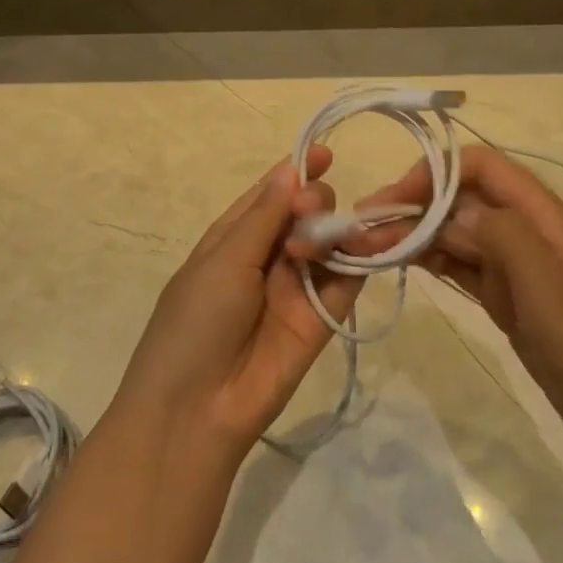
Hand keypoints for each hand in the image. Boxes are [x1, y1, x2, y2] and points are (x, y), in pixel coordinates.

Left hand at [112, 147, 362, 459]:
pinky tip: (366, 247)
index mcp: (234, 238)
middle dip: (314, 202)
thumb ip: (263, 217)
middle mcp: (267, 257)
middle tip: (309, 214)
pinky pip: (346, 282)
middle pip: (304, 214)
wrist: (196, 410)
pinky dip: (359, 262)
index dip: (297, 171)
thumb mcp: (224, 260)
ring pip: (329, 243)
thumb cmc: (195, 322)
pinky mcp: (321, 319)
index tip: (327, 153)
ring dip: (336, 229)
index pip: (271, 194)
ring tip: (334, 233)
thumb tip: (290, 169)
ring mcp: (295, 288)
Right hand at [354, 146, 562, 460]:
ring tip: (372, 248)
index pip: (478, 166)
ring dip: (415, 234)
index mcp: (539, 212)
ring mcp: (513, 262)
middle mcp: (523, 227)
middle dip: (414, 206)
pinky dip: (430, 258)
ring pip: (454, 231)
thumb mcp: (542, 278)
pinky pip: (459, 263)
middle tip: (367, 230)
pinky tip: (403, 262)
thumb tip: (448, 212)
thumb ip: (496, 231)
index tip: (395, 200)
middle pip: (459, 198)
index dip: (434, 173)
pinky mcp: (504, 293)